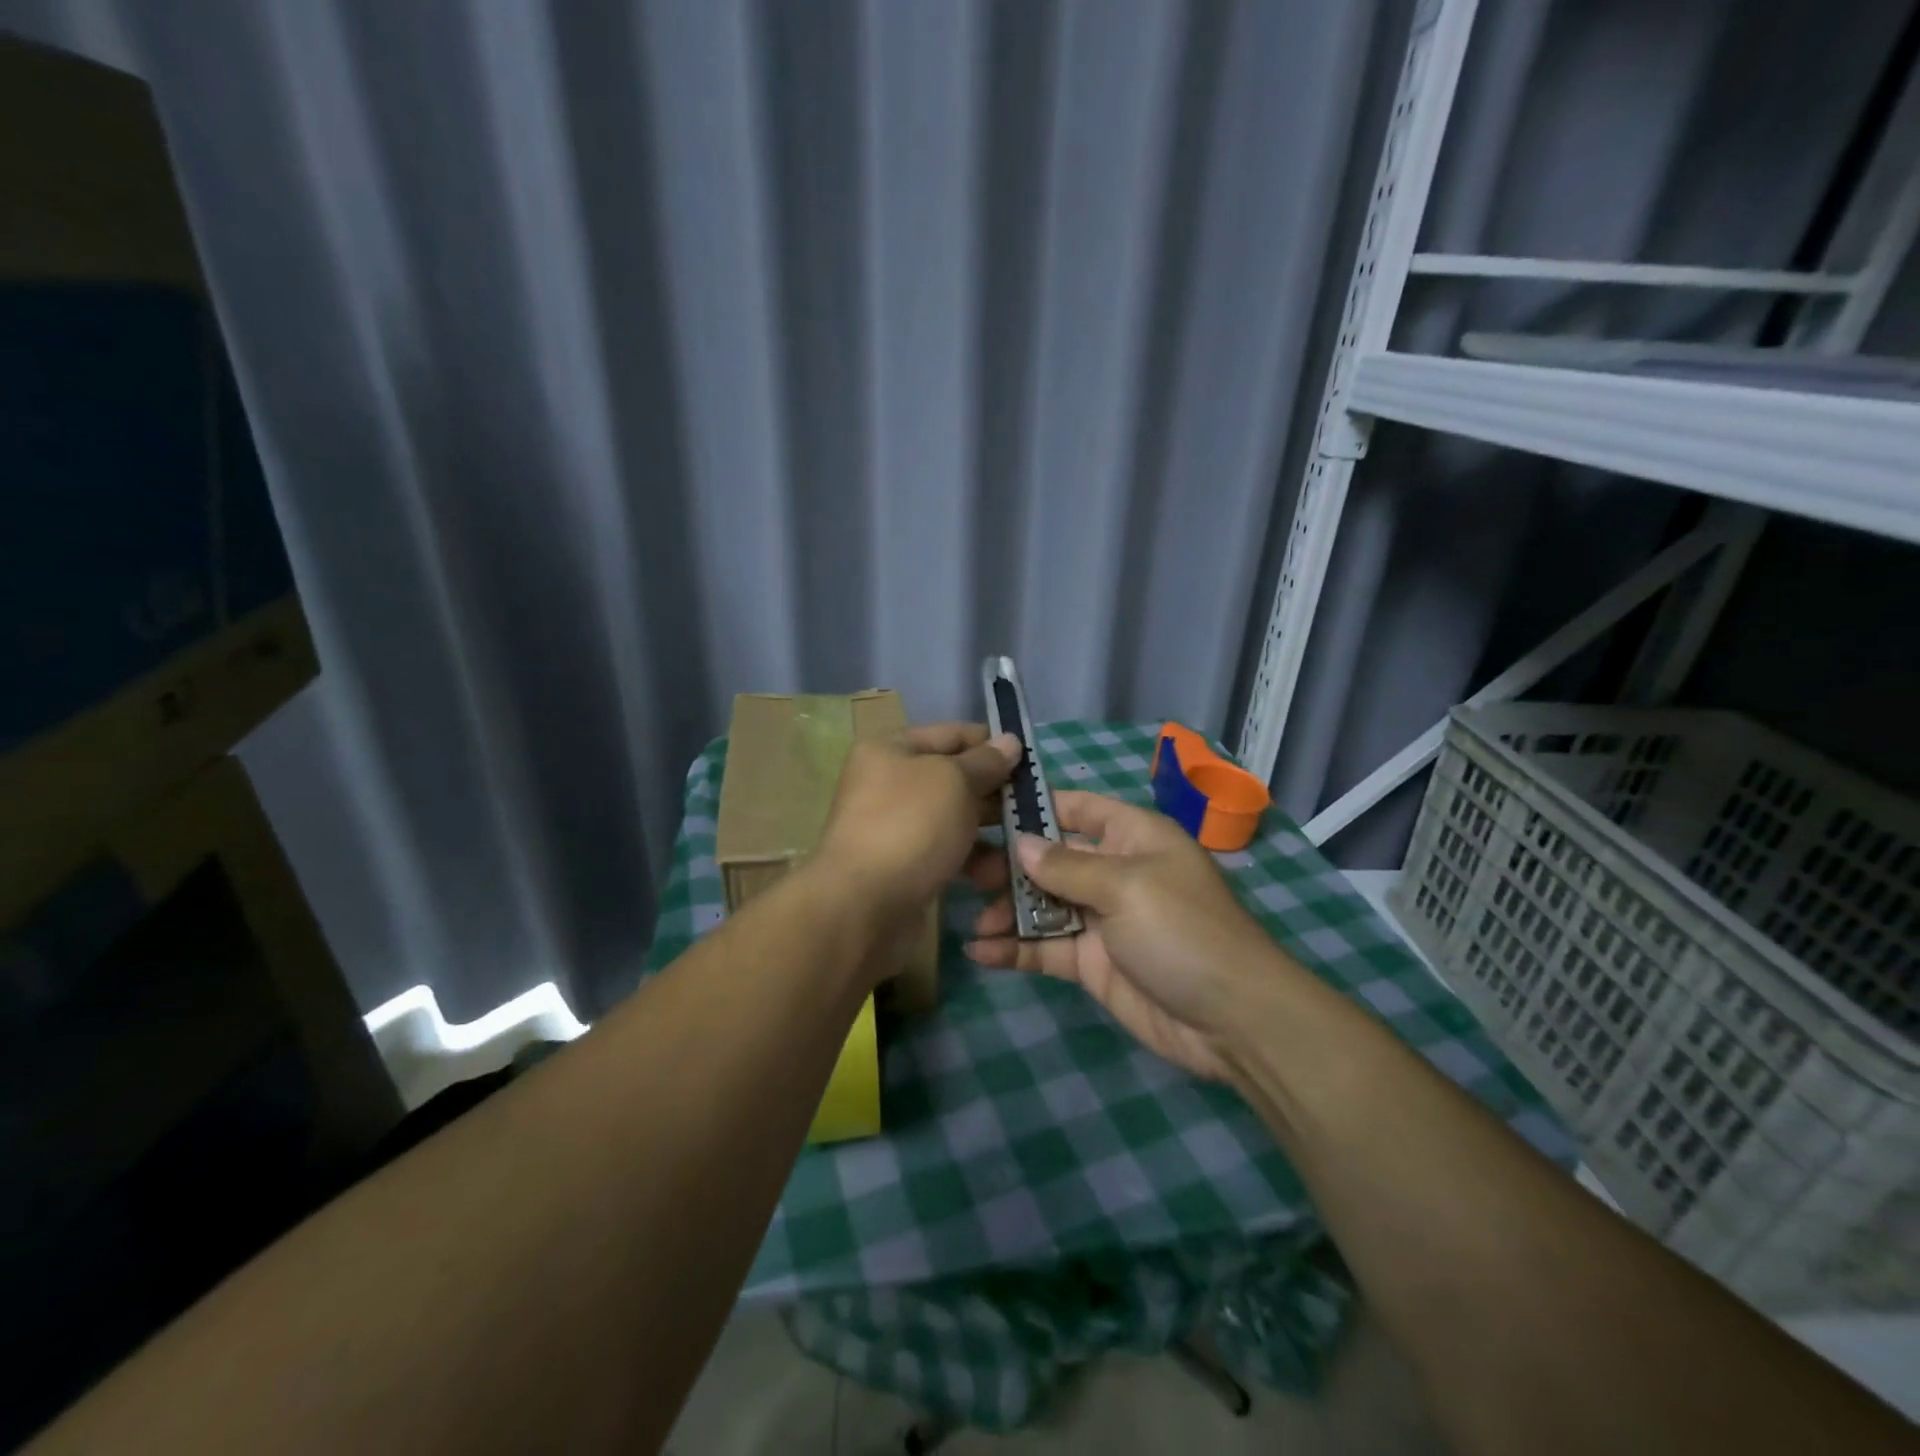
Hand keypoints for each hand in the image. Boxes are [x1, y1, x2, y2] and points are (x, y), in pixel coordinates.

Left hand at [815, 722, 1019, 921]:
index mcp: (891, 750)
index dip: (992, 743)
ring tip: (1026, 840)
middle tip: (1037, 803)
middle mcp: (890, 784)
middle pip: (955, 778)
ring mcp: (897, 828)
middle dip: (996, 790)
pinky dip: (974, 860)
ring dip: (992, 829)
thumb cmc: (910, 826)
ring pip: (956, 819)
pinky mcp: (906, 867)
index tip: (1032, 759)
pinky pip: (949, 853)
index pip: (952, 734)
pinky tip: (1000, 873)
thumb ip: (986, 761)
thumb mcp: (954, 781)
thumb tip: (1009, 741)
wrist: (863, 906)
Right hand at [965, 791, 1294, 1080]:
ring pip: (1043, 904)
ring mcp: (1101, 920)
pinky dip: (1014, 948)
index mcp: (1132, 837)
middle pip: (1051, 858)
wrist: (1232, 1020)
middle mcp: (1113, 872)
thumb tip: (1020, 844)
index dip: (1034, 805)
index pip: (1076, 808)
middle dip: (1009, 863)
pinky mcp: (1092, 963)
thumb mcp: (1126, 886)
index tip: (984, 807)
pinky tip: (979, 951)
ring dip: (1006, 909)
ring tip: (970, 914)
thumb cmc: (1182, 930)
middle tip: (963, 869)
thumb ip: (1067, 866)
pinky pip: (1046, 948)